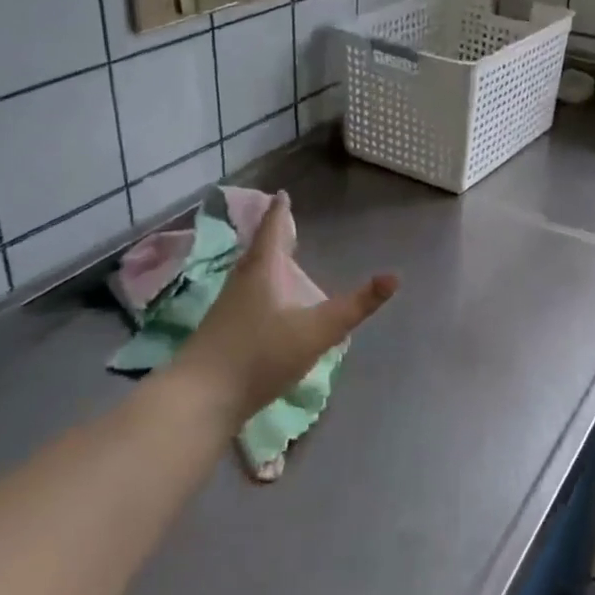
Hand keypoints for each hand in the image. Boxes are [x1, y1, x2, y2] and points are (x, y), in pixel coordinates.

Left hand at [170, 192, 398, 423]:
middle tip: (284, 223)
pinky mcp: (221, 334)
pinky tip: (266, 308)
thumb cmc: (260, 356)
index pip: (272, 231)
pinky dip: (259, 289)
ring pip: (249, 275)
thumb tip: (395, 276)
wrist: (200, 400)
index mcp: (262, 272)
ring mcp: (227, 310)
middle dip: (273, 236)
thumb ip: (355, 306)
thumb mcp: (316, 331)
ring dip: (264, 262)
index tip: (281, 194)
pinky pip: (244, 298)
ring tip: (277, 260)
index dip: (280, 213)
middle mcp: (241, 283)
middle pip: (258, 251)